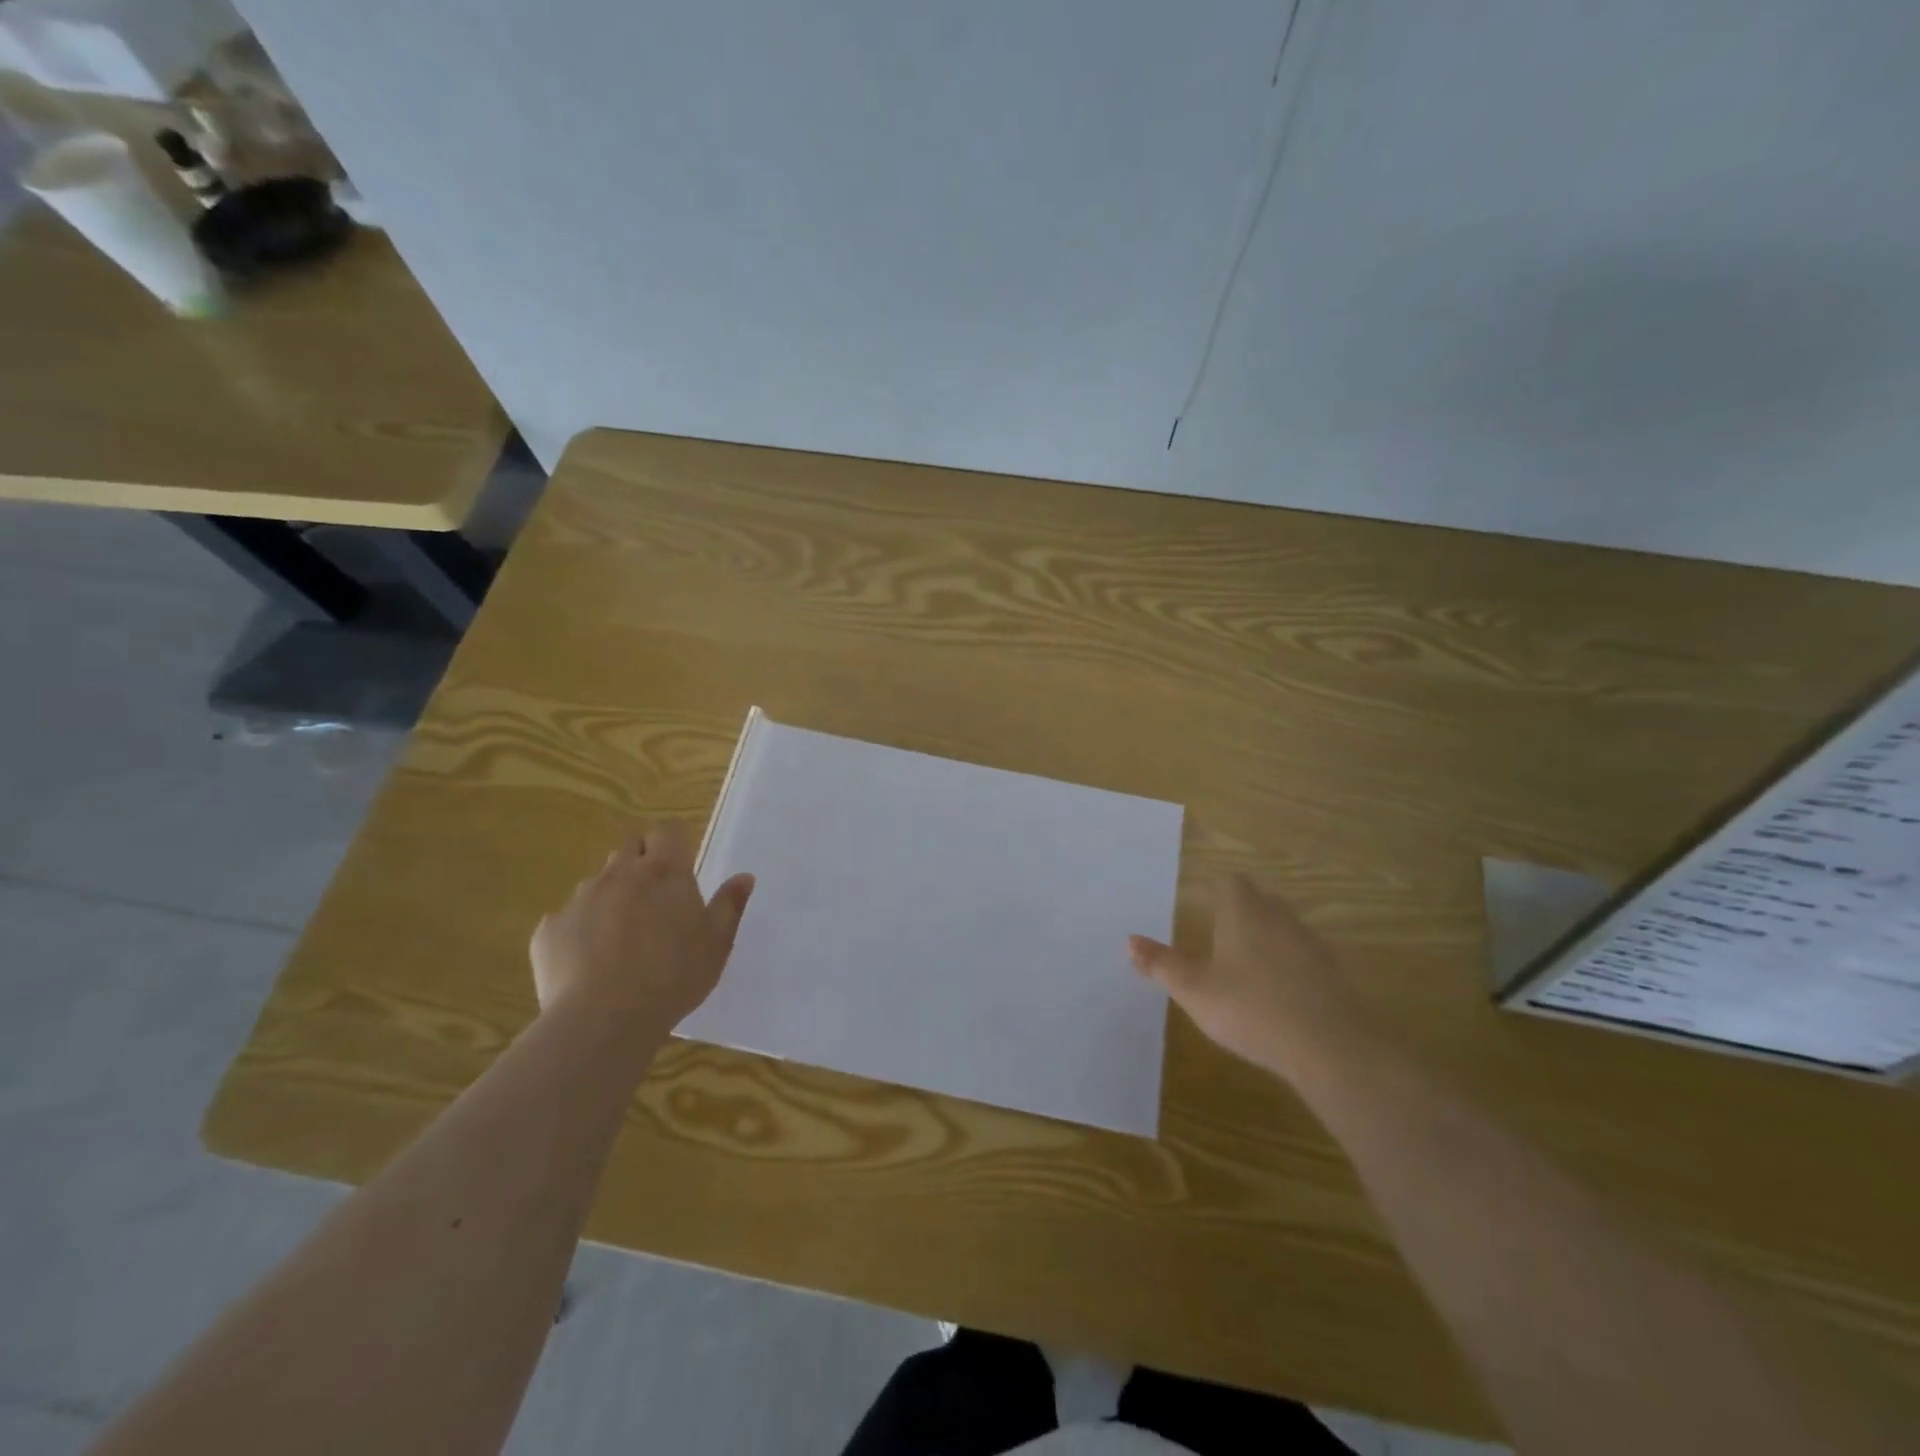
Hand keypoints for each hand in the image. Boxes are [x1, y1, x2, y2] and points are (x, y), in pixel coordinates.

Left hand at [529, 822, 754, 1026]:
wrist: (601, 1020)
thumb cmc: (672, 977)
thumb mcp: (716, 944)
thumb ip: (729, 905)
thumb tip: (744, 877)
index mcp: (664, 872)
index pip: (665, 832)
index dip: (671, 844)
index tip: (679, 866)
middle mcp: (619, 874)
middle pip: (629, 849)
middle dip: (640, 862)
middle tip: (655, 899)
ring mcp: (580, 899)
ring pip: (597, 883)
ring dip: (611, 896)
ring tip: (622, 935)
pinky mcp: (549, 929)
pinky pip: (568, 919)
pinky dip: (581, 930)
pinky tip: (590, 962)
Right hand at [1129, 875, 1364, 1076]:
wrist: (1329, 1047)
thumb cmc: (1250, 1010)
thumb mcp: (1194, 991)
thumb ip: (1161, 965)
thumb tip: (1129, 940)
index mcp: (1243, 913)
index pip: (1231, 882)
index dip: (1217, 889)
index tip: (1203, 903)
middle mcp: (1278, 917)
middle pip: (1259, 897)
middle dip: (1240, 908)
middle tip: (1219, 930)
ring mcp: (1309, 942)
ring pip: (1283, 923)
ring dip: (1266, 933)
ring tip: (1245, 960)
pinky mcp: (1331, 971)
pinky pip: (1302, 952)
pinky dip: (1288, 961)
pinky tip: (1278, 989)